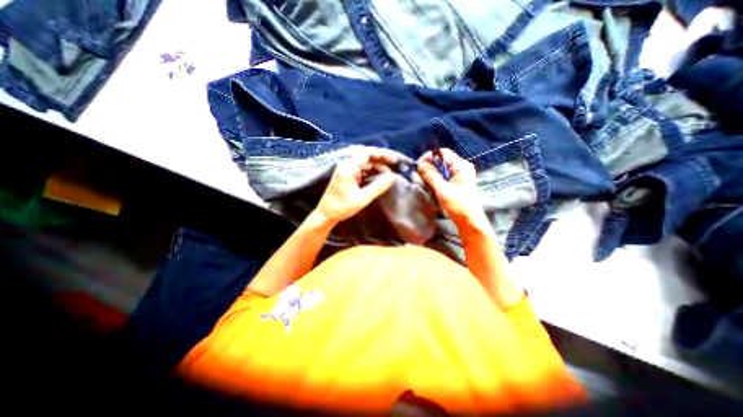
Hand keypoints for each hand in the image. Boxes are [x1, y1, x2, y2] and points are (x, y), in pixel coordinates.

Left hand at [311, 150, 396, 226]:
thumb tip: (393, 177)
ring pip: (365, 163)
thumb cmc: (342, 207)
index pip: (367, 153)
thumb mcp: (363, 198)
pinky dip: (372, 172)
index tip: (395, 160)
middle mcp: (346, 164)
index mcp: (348, 167)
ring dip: (377, 167)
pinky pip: (362, 169)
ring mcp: (346, 169)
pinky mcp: (348, 175)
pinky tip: (380, 176)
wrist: (326, 214)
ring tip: (389, 174)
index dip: (383, 155)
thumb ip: (378, 186)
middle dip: (382, 160)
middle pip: (367, 156)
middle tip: (396, 164)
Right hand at [416, 148, 492, 228]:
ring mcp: (460, 175)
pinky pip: (445, 175)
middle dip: (430, 165)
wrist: (470, 221)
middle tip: (419, 174)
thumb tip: (420, 165)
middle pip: (442, 159)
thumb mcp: (443, 190)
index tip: (419, 166)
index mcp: (461, 166)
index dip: (430, 157)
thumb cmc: (459, 205)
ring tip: (424, 180)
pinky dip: (437, 178)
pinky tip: (431, 185)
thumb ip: (431, 176)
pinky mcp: (458, 182)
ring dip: (432, 173)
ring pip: (442, 168)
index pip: (443, 153)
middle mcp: (462, 167)